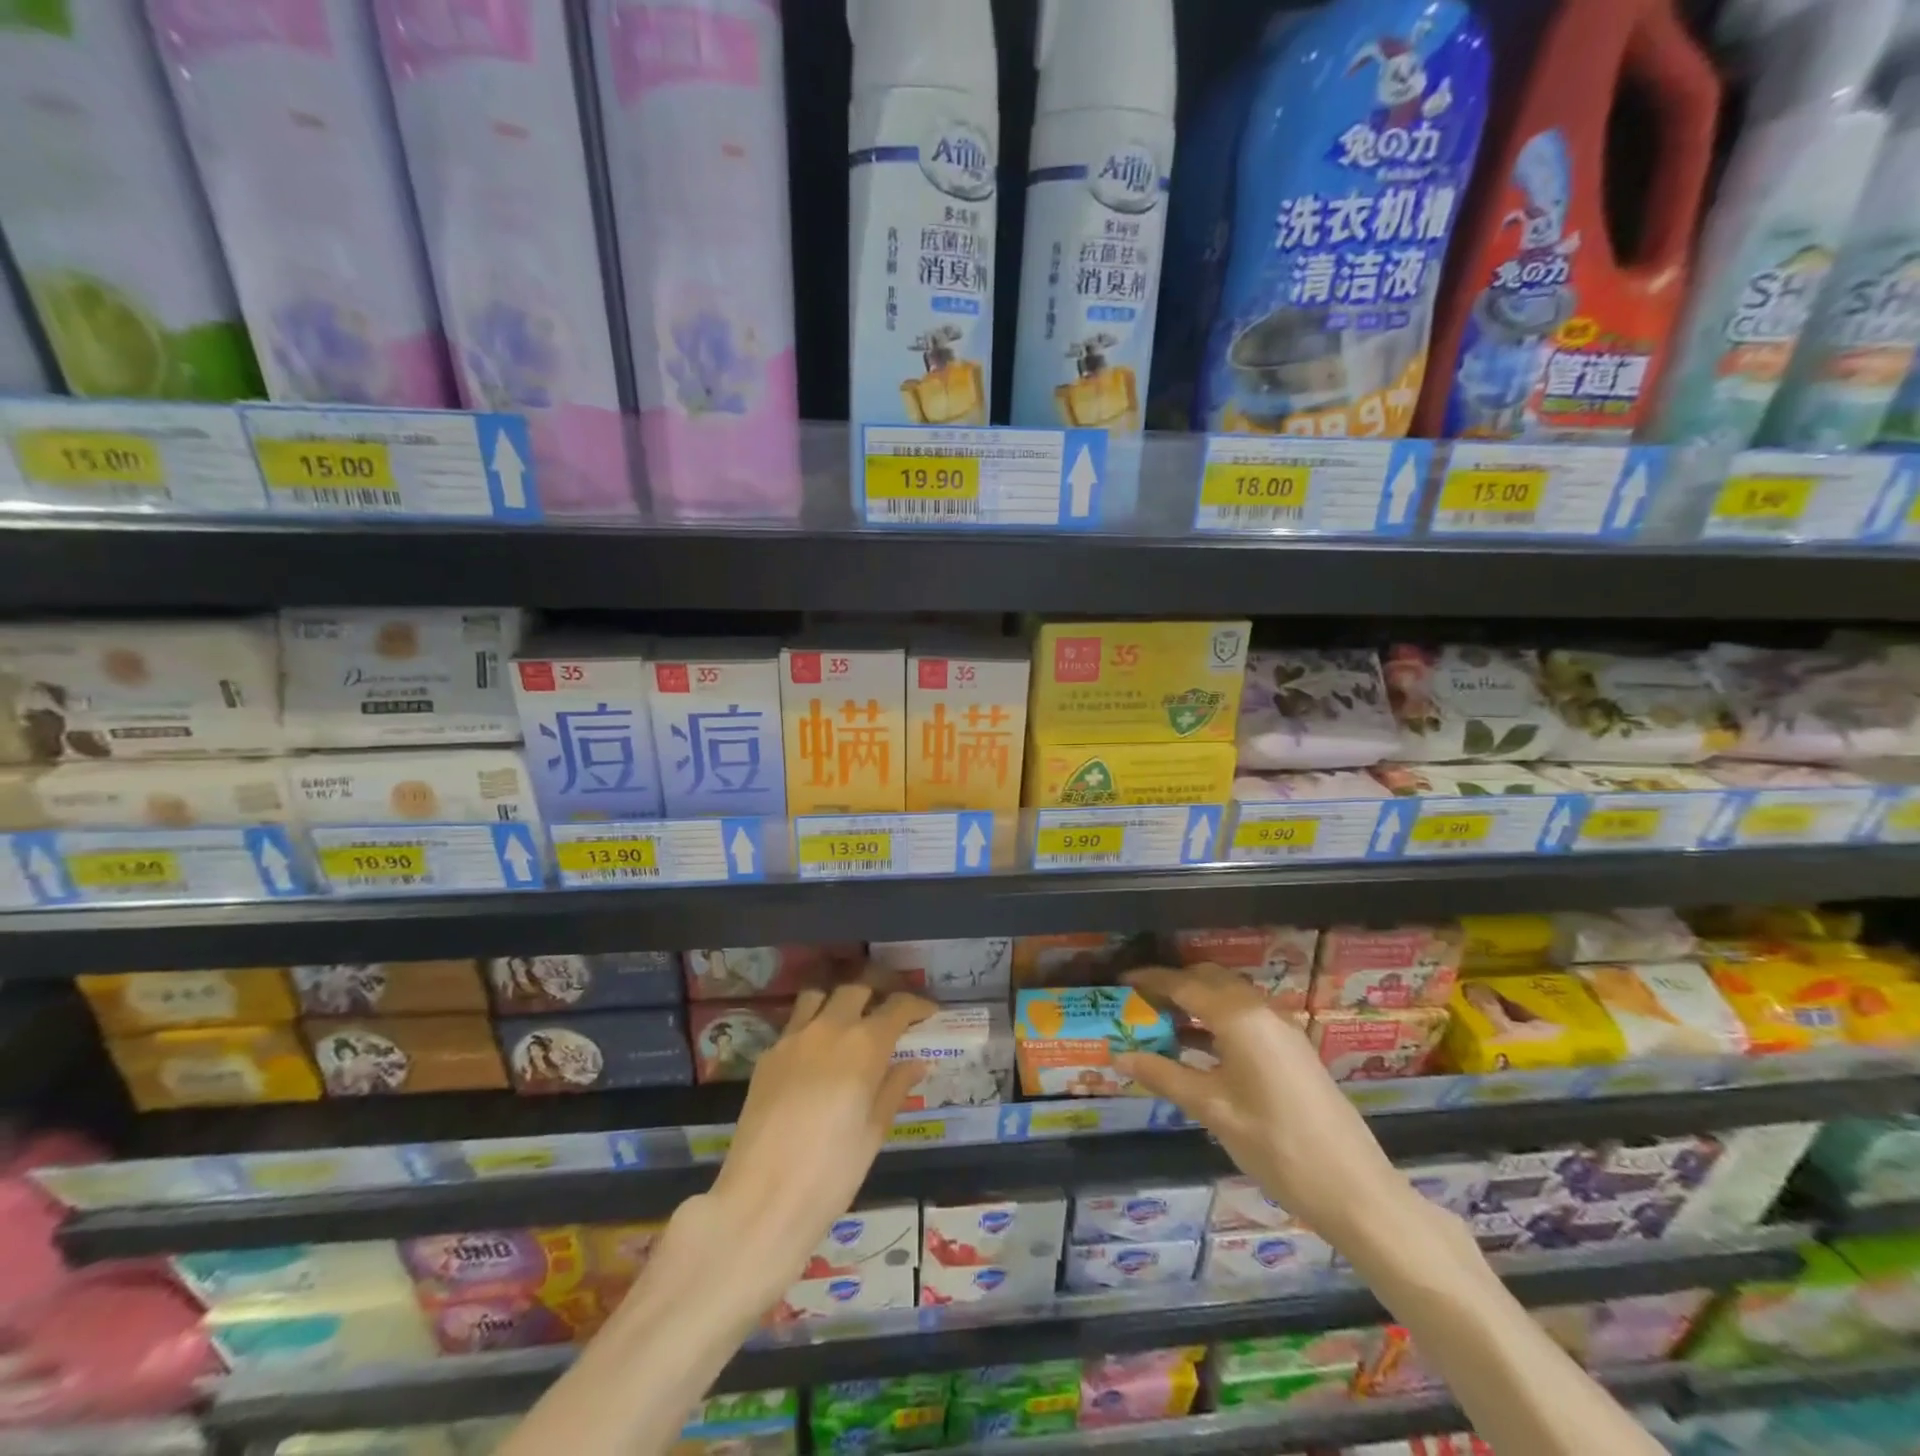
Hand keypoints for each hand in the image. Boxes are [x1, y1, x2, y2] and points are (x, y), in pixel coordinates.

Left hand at [706, 983, 934, 1290]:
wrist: (763, 1198)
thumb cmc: (833, 1171)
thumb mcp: (875, 1131)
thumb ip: (895, 1088)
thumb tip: (917, 1062)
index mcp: (864, 1044)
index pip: (897, 1007)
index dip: (916, 1005)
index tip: (927, 1013)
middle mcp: (829, 1028)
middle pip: (857, 989)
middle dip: (877, 994)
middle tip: (889, 1014)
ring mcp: (793, 1038)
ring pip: (818, 996)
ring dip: (838, 1001)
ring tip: (848, 1022)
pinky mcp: (767, 1055)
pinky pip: (794, 1024)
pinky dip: (811, 1025)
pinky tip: (815, 1055)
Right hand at [1116, 964, 1411, 1240]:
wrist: (1355, 1190)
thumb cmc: (1276, 1146)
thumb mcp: (1213, 1110)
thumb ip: (1164, 1076)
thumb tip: (1119, 1057)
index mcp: (1239, 1017)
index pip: (1184, 984)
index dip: (1150, 980)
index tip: (1121, 980)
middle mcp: (1261, 1010)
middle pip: (1209, 979)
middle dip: (1174, 985)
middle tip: (1140, 1003)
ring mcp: (1282, 1027)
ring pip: (1229, 996)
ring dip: (1196, 1001)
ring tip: (1162, 1023)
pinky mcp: (1293, 1048)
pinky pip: (1245, 1015)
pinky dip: (1216, 1018)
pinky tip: (1199, 1048)